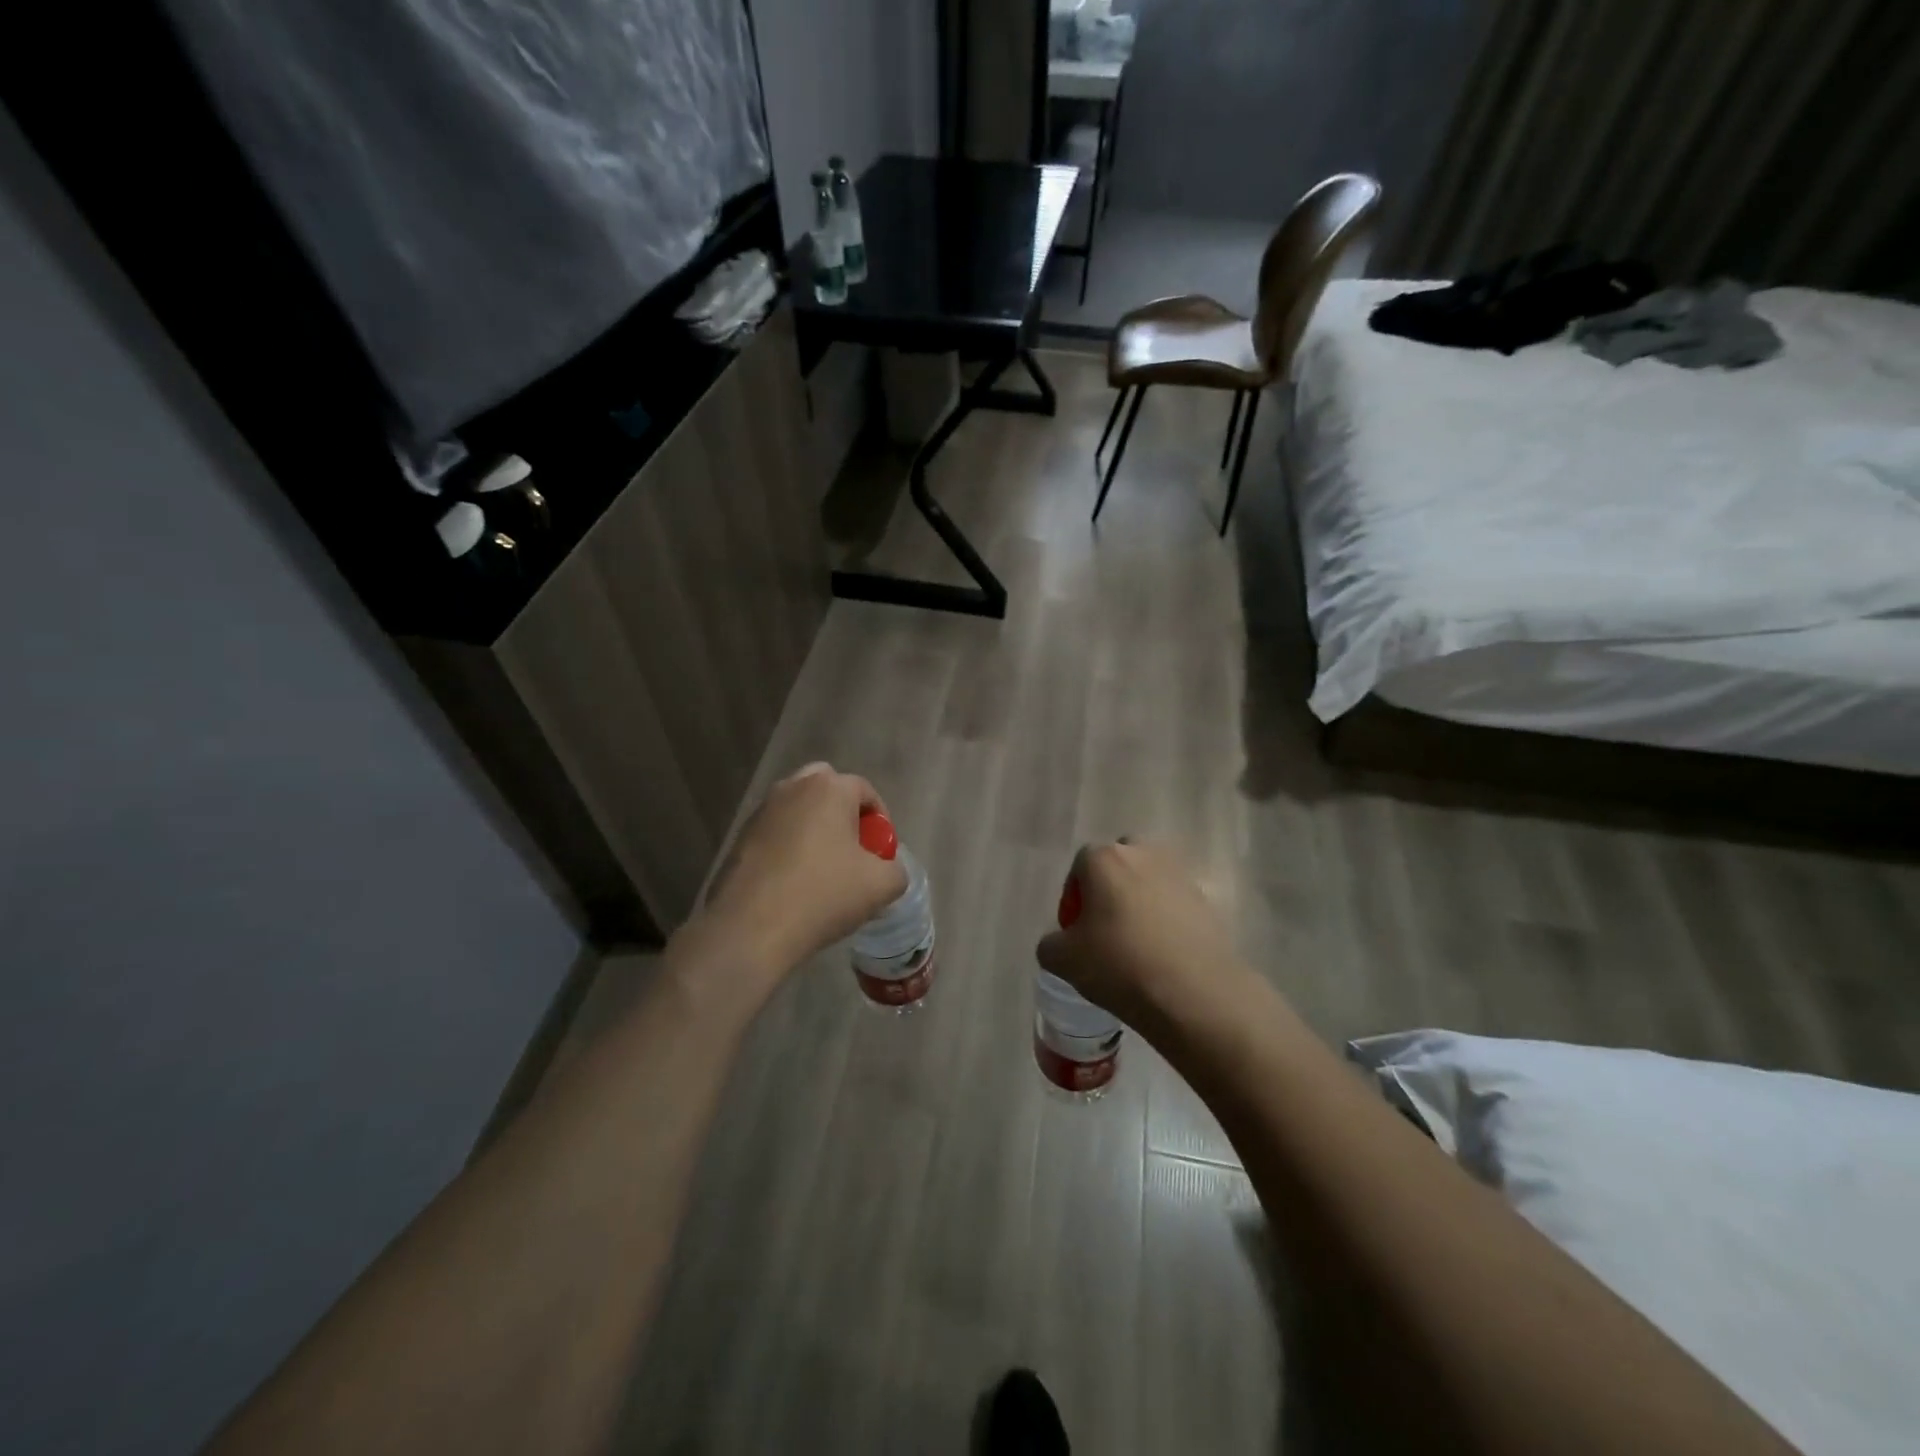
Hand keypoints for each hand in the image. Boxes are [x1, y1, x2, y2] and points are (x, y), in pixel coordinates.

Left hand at [675, 764, 906, 1015]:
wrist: (751, 928)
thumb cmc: (823, 895)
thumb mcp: (881, 886)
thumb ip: (895, 870)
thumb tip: (886, 869)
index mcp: (829, 788)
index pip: (865, 790)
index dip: (880, 820)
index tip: (881, 852)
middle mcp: (792, 788)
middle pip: (827, 789)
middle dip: (844, 814)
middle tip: (852, 851)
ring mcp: (761, 812)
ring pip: (798, 810)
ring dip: (814, 830)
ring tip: (823, 871)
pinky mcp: (739, 838)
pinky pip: (776, 833)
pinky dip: (789, 848)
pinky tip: (794, 884)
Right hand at [1036, 840, 1256, 1031]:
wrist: (1194, 993)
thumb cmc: (1119, 965)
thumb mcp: (1063, 961)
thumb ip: (1051, 944)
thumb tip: (1060, 942)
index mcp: (1105, 858)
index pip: (1079, 866)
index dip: (1073, 898)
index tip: (1075, 932)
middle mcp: (1143, 854)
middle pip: (1118, 864)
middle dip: (1108, 889)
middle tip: (1104, 930)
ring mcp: (1179, 874)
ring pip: (1149, 881)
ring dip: (1138, 902)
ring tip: (1135, 944)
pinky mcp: (1206, 900)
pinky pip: (1174, 903)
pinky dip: (1165, 920)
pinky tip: (1162, 954)